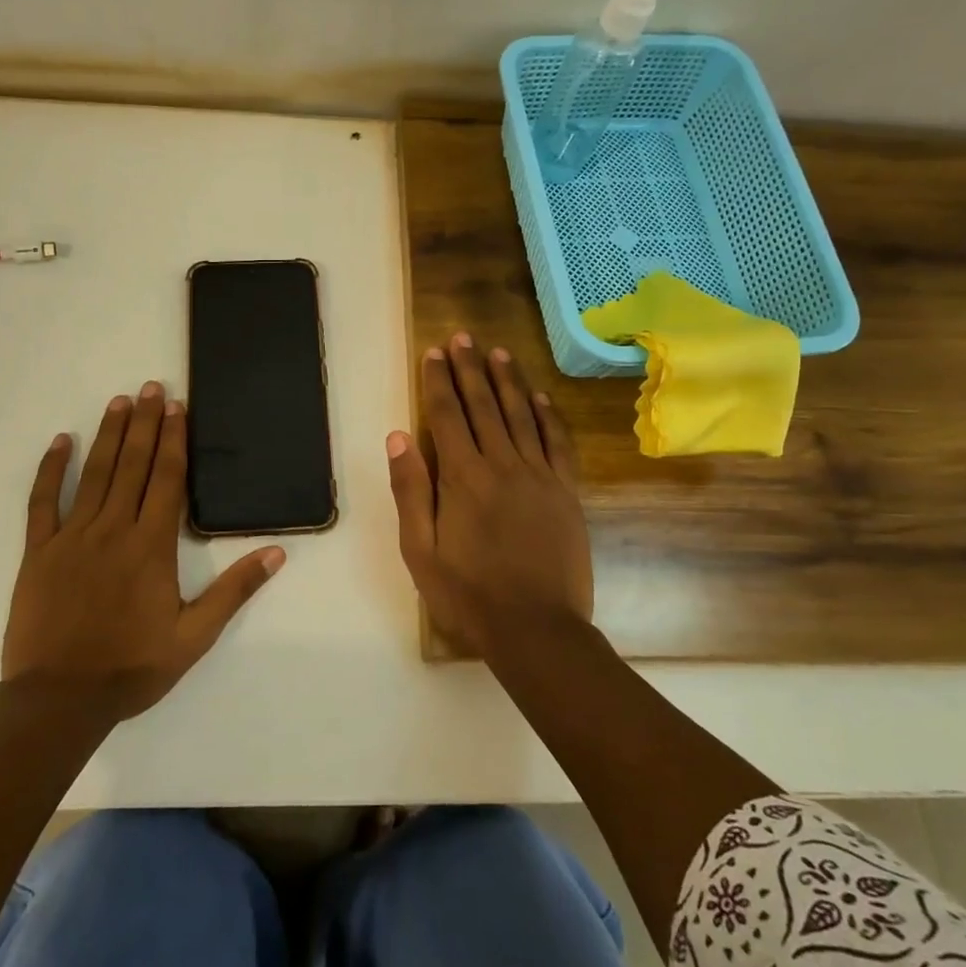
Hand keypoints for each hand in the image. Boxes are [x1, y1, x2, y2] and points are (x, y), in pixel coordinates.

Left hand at [3, 381, 285, 722]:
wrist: (59, 701)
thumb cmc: (132, 668)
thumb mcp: (195, 637)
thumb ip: (235, 591)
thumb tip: (276, 552)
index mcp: (152, 547)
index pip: (167, 480)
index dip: (174, 440)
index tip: (178, 407)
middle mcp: (114, 530)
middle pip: (134, 466)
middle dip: (146, 423)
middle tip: (152, 387)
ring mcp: (72, 537)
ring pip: (95, 474)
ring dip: (109, 434)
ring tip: (120, 401)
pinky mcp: (39, 552)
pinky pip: (44, 502)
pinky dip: (52, 470)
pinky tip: (62, 442)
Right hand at [386, 334, 591, 655]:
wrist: (536, 629)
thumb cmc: (469, 594)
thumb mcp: (420, 550)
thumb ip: (410, 490)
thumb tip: (399, 436)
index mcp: (462, 478)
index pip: (446, 416)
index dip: (438, 381)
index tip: (434, 352)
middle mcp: (502, 465)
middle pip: (483, 405)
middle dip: (470, 369)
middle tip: (463, 337)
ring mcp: (539, 476)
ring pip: (521, 415)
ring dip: (508, 381)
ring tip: (497, 353)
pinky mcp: (566, 492)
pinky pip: (557, 444)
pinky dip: (548, 416)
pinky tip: (540, 397)